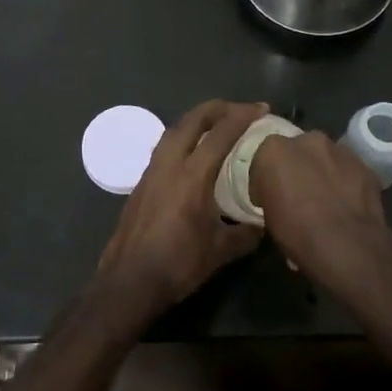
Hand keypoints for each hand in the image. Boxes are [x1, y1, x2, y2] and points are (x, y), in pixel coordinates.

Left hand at [95, 99, 268, 320]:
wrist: (129, 282)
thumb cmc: (178, 265)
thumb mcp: (220, 251)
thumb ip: (245, 234)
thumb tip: (262, 225)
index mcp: (193, 176)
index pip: (221, 133)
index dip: (243, 116)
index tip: (261, 108)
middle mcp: (169, 164)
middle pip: (192, 120)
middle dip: (216, 108)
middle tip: (238, 109)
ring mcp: (151, 172)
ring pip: (173, 131)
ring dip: (196, 120)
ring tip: (215, 125)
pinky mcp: (140, 184)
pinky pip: (164, 148)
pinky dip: (182, 139)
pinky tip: (191, 154)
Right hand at [250, 131, 391, 300]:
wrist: (347, 247)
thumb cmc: (297, 234)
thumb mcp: (268, 218)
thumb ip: (270, 195)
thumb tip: (278, 198)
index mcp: (275, 150)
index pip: (263, 159)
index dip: (266, 180)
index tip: (268, 198)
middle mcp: (307, 140)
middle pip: (297, 151)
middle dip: (296, 168)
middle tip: (298, 195)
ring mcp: (340, 150)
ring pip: (326, 158)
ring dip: (322, 172)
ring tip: (325, 201)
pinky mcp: (365, 165)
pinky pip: (348, 171)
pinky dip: (345, 182)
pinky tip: (346, 204)